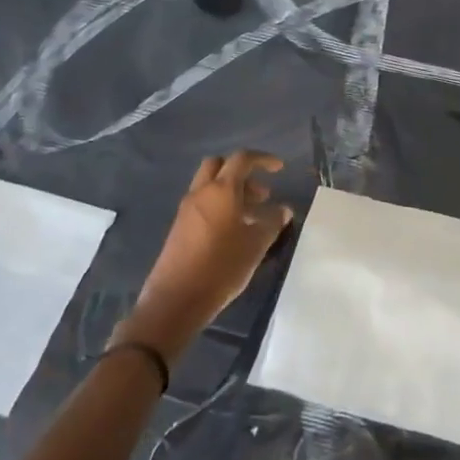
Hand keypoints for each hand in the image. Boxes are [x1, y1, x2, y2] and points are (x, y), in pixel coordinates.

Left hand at [120, 152, 293, 359]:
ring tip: (252, 216)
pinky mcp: (179, 227)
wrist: (176, 300)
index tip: (279, 169)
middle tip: (261, 194)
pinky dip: (220, 206)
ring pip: (210, 186)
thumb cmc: (222, 266)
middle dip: (242, 172)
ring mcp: (186, 210)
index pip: (242, 159)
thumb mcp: (256, 245)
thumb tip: (283, 210)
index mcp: (221, 190)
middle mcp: (201, 193)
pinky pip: (202, 204)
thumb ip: (272, 222)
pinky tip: (233, 231)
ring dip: (232, 191)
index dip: (262, 159)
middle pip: (219, 166)